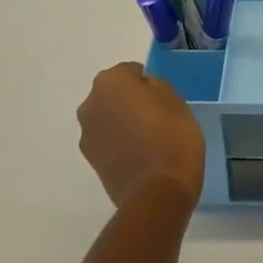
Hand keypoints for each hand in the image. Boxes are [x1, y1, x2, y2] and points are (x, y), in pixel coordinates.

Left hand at [76, 62, 205, 207]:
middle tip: (158, 116)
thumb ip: (154, 85)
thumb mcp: (174, 98)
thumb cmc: (171, 135)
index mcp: (110, 81)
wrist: (158, 191)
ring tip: (150, 140)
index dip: (150, 83)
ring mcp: (87, 135)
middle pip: (114, 95)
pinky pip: (109, 142)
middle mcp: (90, 104)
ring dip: (124, 123)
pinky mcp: (91, 162)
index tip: (165, 98)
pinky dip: (121, 144)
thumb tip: (142, 89)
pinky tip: (142, 156)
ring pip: (109, 119)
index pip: (131, 71)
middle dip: (131, 102)